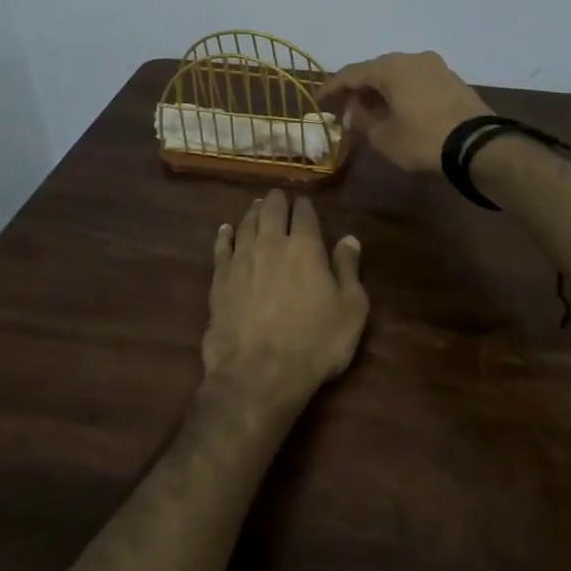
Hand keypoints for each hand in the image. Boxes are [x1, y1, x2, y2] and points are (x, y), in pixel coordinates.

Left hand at [204, 191, 368, 403]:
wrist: (258, 373)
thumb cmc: (314, 343)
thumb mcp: (350, 309)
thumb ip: (348, 270)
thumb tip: (349, 238)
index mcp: (305, 247)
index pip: (304, 214)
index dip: (305, 205)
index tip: (305, 202)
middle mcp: (271, 244)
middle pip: (271, 211)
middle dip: (277, 201)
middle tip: (279, 197)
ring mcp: (241, 260)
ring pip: (246, 224)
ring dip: (253, 212)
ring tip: (257, 206)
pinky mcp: (219, 280)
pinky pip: (221, 248)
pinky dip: (224, 235)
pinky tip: (225, 230)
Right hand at [320, 51, 490, 173]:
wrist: (477, 145)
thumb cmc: (423, 140)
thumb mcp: (384, 137)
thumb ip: (362, 121)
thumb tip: (354, 112)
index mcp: (390, 67)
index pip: (351, 73)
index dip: (332, 87)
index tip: (319, 100)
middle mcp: (412, 58)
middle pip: (376, 70)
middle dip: (358, 88)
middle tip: (345, 105)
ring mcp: (435, 66)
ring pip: (398, 74)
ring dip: (381, 90)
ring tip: (369, 109)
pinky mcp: (452, 79)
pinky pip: (416, 80)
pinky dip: (401, 91)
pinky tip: (396, 108)